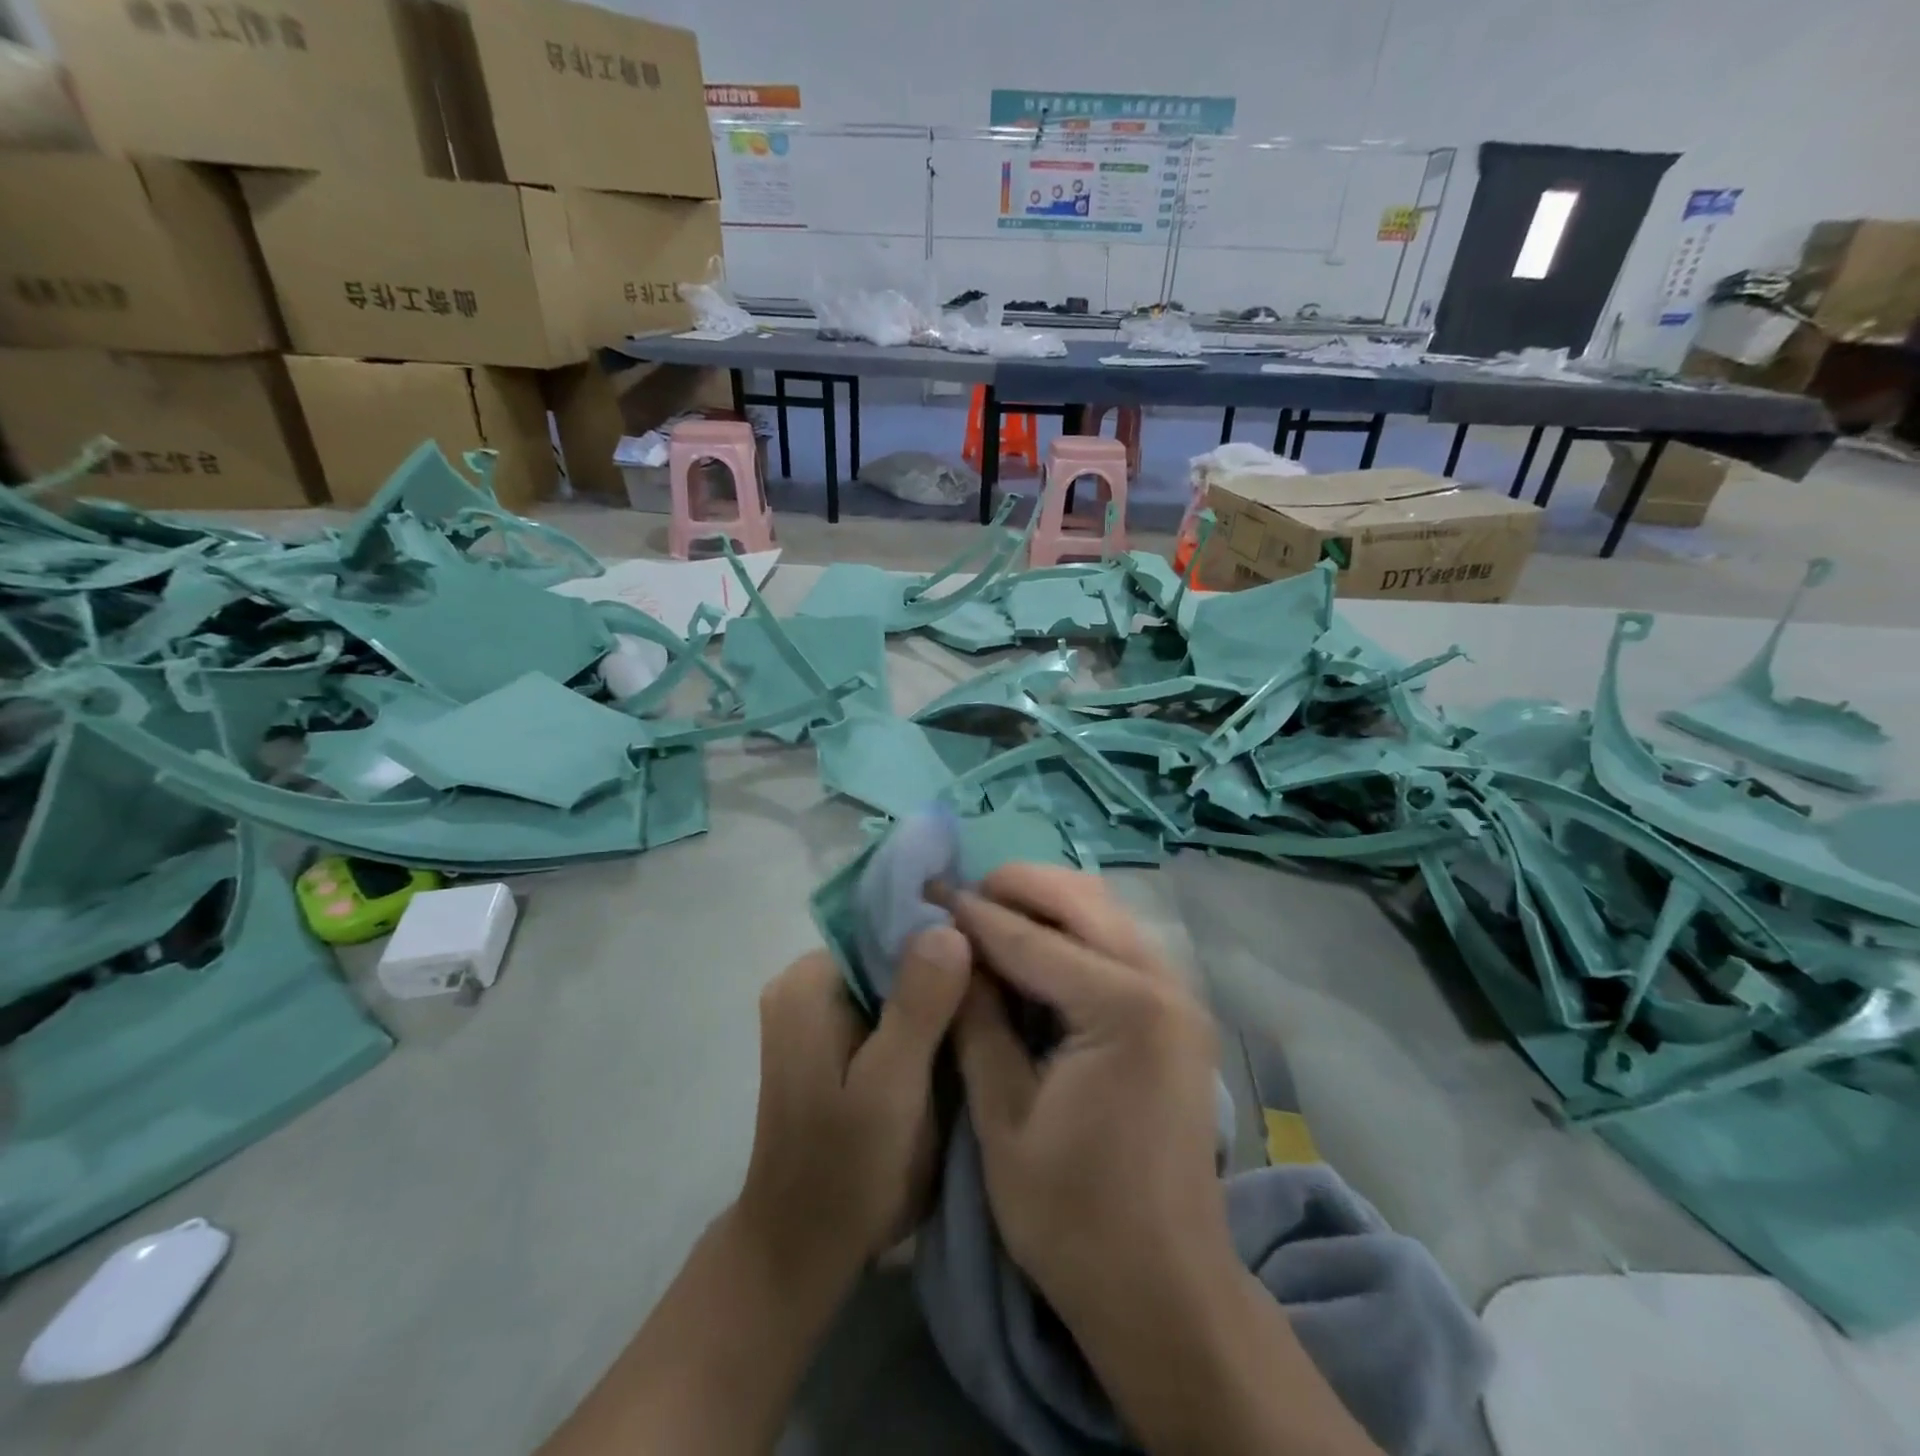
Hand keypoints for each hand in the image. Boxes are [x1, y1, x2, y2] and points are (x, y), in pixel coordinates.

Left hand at [735, 937, 970, 1288]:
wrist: (801, 1251)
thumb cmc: (844, 1172)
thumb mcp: (891, 1088)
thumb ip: (919, 1006)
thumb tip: (950, 926)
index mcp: (809, 982)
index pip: (886, 926)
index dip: (942, 932)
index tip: (994, 946)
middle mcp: (805, 985)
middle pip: (889, 951)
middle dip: (942, 966)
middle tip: (1002, 982)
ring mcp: (815, 1013)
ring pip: (891, 980)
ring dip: (935, 993)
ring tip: (989, 1003)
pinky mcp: (830, 1041)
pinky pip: (884, 1007)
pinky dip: (921, 1017)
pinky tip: (959, 1032)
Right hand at [947, 865, 1231, 1323]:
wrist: (1166, 1293)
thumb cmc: (1074, 1219)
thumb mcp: (1002, 1119)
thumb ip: (976, 1023)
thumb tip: (951, 951)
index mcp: (1122, 1009)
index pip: (1033, 938)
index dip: (974, 914)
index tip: (929, 891)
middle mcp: (1163, 984)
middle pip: (1082, 899)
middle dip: (1017, 887)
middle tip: (962, 897)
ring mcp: (1180, 996)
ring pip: (1106, 913)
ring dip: (1047, 904)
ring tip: (991, 916)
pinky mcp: (1179, 1015)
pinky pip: (1120, 944)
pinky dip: (1074, 932)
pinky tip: (1035, 950)